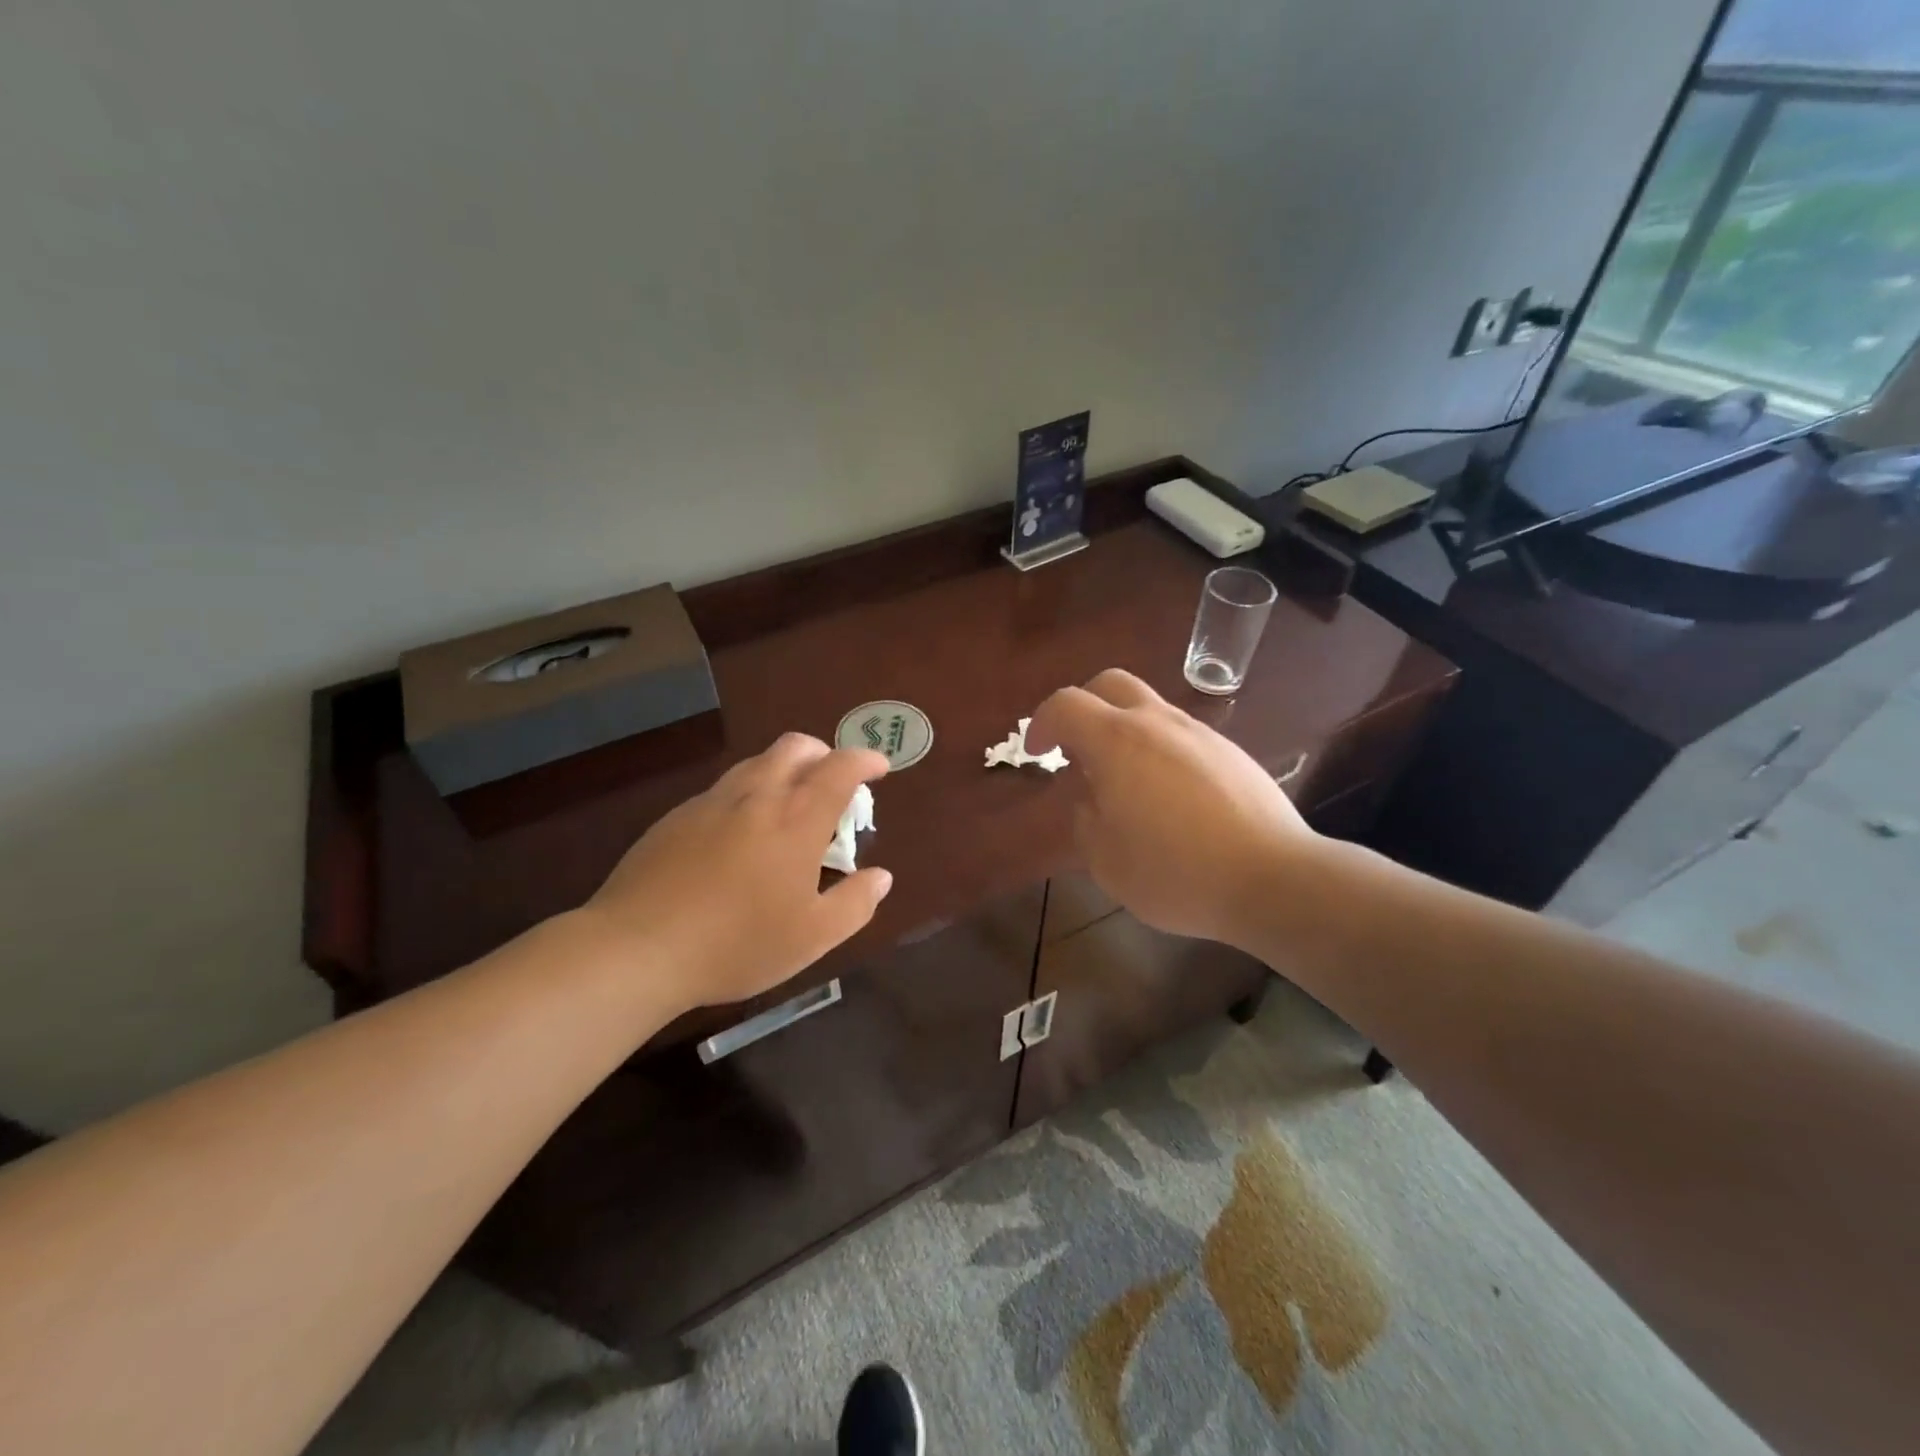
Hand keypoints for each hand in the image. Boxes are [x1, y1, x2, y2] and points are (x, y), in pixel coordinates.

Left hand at [581, 734, 891, 1013]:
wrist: (637, 949)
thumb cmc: (737, 944)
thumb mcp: (812, 937)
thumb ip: (855, 904)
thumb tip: (880, 877)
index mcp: (796, 820)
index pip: (839, 768)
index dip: (864, 760)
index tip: (879, 768)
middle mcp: (756, 797)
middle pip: (795, 747)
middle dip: (823, 753)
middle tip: (833, 782)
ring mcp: (710, 803)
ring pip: (756, 763)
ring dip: (783, 770)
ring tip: (788, 808)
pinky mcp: (676, 818)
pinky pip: (723, 790)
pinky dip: (747, 794)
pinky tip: (738, 836)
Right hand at [1026, 668, 1314, 947]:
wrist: (1273, 879)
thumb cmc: (1176, 872)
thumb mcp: (1106, 860)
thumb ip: (1085, 820)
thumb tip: (1091, 798)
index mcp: (1118, 741)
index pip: (1066, 704)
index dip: (1041, 723)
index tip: (1037, 753)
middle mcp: (1158, 723)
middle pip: (1111, 684)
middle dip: (1084, 706)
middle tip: (1076, 749)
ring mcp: (1200, 734)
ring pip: (1150, 709)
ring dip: (1124, 731)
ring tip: (1124, 784)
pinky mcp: (1231, 753)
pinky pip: (1181, 736)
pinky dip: (1159, 751)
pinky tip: (1169, 799)